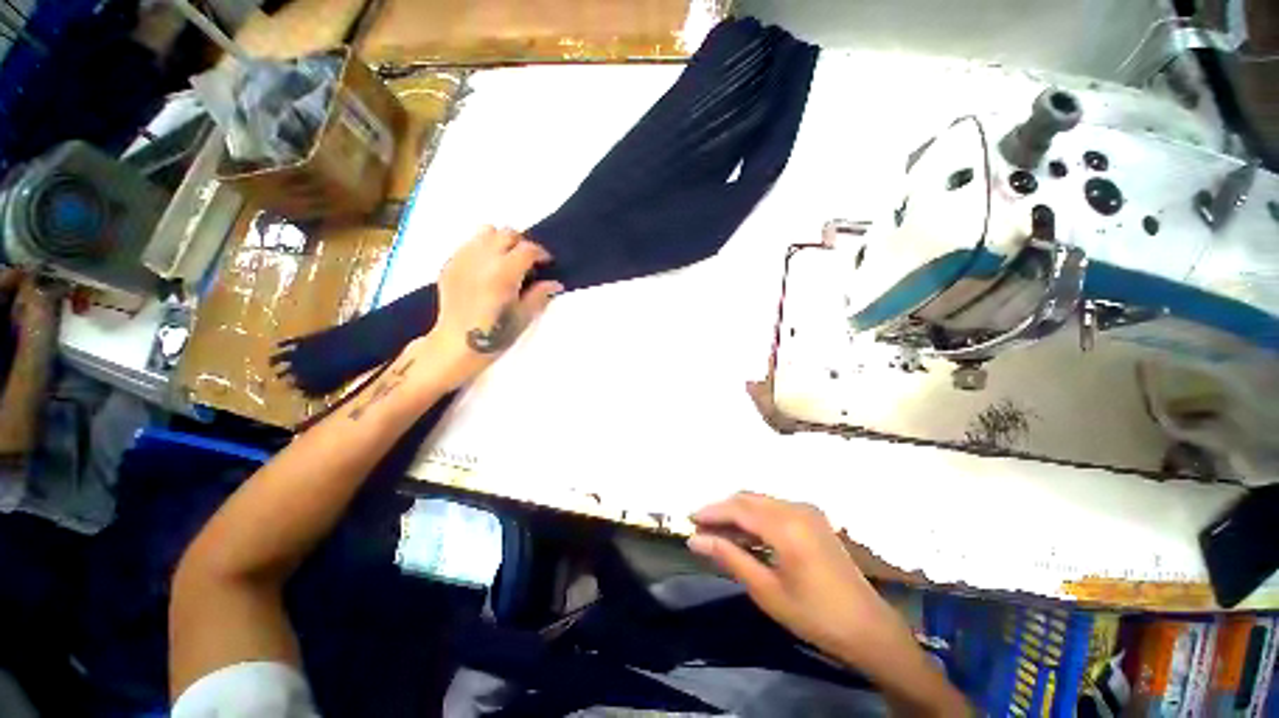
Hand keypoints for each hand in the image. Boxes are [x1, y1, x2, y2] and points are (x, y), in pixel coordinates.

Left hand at [418, 226, 562, 389]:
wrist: (455, 344)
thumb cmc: (494, 334)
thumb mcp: (523, 317)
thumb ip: (539, 295)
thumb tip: (556, 284)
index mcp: (504, 273)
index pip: (527, 249)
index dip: (541, 253)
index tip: (547, 263)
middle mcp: (482, 259)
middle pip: (506, 234)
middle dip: (521, 243)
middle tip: (528, 261)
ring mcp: (463, 259)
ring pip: (485, 232)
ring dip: (500, 241)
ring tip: (505, 259)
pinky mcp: (449, 264)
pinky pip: (469, 243)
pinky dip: (482, 248)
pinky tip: (486, 268)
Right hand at [687, 493, 907, 668]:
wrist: (868, 627)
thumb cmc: (815, 615)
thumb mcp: (767, 591)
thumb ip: (730, 558)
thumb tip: (695, 541)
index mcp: (786, 526)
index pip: (738, 508)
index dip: (711, 512)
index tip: (690, 520)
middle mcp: (796, 508)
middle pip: (748, 499)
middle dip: (722, 510)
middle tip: (701, 529)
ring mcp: (807, 510)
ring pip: (760, 501)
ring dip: (737, 513)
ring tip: (717, 533)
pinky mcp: (813, 518)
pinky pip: (774, 507)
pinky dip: (755, 517)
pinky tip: (745, 535)